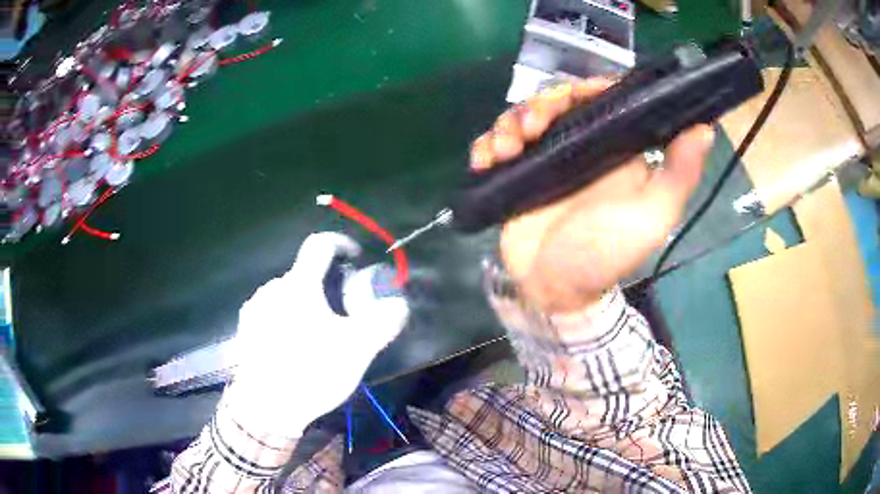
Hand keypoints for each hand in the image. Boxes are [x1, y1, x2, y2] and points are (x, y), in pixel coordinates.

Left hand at [228, 232, 408, 436]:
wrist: (265, 407)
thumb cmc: (311, 371)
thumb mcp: (357, 349)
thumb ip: (383, 322)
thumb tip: (399, 304)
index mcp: (299, 285)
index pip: (319, 245)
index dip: (340, 242)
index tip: (355, 256)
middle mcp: (272, 289)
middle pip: (303, 274)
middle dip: (324, 285)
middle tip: (339, 313)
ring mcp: (254, 309)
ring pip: (285, 294)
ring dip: (303, 303)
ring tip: (315, 334)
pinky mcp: (245, 330)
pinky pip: (269, 313)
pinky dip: (284, 319)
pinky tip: (291, 347)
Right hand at [471, 80, 714, 313]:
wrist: (555, 289)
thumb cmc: (607, 254)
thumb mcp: (652, 216)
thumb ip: (679, 175)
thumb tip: (705, 128)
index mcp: (614, 148)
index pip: (604, 99)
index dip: (591, 86)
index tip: (578, 92)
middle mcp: (581, 146)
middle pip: (558, 101)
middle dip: (541, 103)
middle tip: (532, 126)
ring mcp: (545, 158)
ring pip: (523, 117)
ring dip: (510, 122)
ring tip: (506, 149)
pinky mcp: (517, 173)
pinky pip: (497, 144)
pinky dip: (486, 144)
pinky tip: (486, 160)